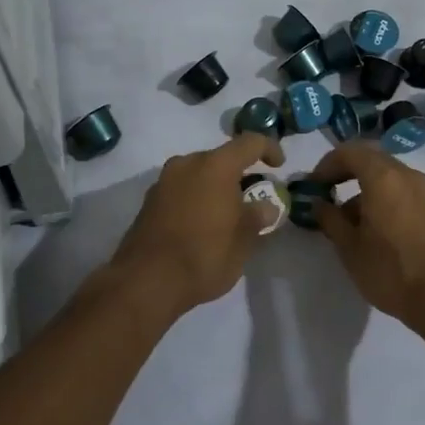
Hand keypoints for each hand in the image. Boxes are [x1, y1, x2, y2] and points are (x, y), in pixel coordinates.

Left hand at [113, 132, 283, 313]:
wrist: (145, 282)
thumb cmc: (204, 255)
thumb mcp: (243, 241)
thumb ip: (257, 217)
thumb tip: (265, 207)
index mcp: (215, 166)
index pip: (249, 143)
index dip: (269, 149)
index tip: (279, 167)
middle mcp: (187, 164)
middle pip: (221, 158)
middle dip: (240, 174)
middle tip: (252, 200)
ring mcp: (164, 181)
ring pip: (198, 174)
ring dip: (215, 187)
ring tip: (226, 216)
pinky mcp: (149, 201)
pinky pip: (181, 190)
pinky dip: (196, 199)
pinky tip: (201, 226)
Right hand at [307, 142, 424, 332]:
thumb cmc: (391, 270)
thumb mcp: (349, 248)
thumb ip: (330, 219)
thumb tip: (319, 203)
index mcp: (383, 177)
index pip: (349, 152)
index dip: (326, 165)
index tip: (313, 187)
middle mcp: (406, 175)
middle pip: (370, 159)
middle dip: (345, 172)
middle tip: (326, 194)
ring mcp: (424, 191)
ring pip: (387, 175)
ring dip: (363, 188)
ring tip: (347, 221)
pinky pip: (401, 190)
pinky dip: (382, 197)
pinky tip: (373, 229)